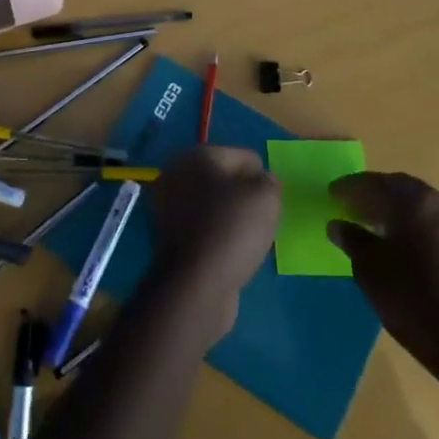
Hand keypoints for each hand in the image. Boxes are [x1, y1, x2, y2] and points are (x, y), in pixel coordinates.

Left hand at [147, 146, 280, 339]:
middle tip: (259, 222)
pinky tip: (230, 252)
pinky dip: (219, 235)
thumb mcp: (266, 197)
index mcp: (196, 155)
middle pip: (227, 179)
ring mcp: (169, 204)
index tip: (268, 205)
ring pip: (216, 204)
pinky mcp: (170, 234)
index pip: (245, 157)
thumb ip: (269, 181)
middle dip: (246, 197)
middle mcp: (177, 173)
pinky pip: (206, 226)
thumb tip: (262, 181)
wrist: (196, 283)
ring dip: (234, 218)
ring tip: (247, 239)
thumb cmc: (232, 229)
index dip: (262, 180)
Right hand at [327, 172, 438, 392]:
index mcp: (414, 202)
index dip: (349, 187)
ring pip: (421, 207)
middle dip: (374, 195)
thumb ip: (352, 240)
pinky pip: (436, 225)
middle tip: (351, 207)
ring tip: (373, 228)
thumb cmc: (414, 302)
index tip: (332, 193)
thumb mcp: (370, 270)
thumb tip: (338, 225)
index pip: (374, 182)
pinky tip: (402, 247)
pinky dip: (415, 226)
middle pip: (401, 190)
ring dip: (396, 211)